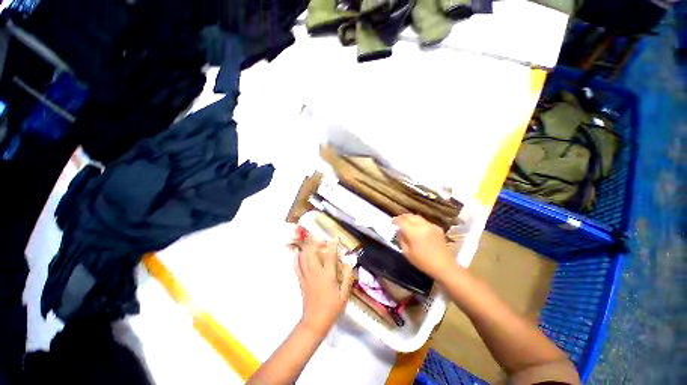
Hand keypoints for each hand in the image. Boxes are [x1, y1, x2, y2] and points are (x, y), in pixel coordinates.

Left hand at [295, 242, 353, 336]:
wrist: (314, 322)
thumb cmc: (331, 309)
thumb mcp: (344, 295)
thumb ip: (348, 278)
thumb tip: (350, 264)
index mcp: (327, 275)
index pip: (330, 255)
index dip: (332, 245)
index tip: (334, 238)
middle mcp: (315, 272)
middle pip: (312, 251)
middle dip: (317, 243)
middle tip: (324, 243)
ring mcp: (306, 276)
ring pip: (303, 256)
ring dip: (307, 248)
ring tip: (314, 245)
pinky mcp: (301, 280)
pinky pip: (297, 266)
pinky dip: (297, 257)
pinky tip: (300, 253)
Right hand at [393, 214, 456, 278]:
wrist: (445, 266)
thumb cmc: (423, 262)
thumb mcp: (407, 253)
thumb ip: (401, 240)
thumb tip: (399, 231)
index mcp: (413, 232)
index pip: (402, 221)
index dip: (395, 220)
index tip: (392, 222)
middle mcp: (422, 225)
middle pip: (409, 216)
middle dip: (402, 217)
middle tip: (398, 221)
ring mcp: (431, 226)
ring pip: (418, 217)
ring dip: (410, 218)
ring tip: (407, 223)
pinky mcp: (437, 228)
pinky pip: (425, 221)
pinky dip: (419, 222)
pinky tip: (418, 228)